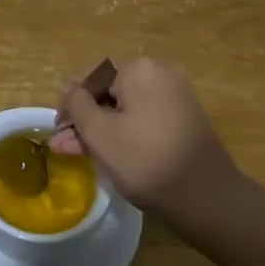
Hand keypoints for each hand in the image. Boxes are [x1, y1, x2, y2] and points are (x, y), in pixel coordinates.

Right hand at [47, 57, 240, 215]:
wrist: (207, 196)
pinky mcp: (183, 115)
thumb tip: (70, 91)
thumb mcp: (100, 133)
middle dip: (83, 116)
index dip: (68, 99)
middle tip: (65, 144)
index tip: (57, 128)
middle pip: (108, 89)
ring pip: (124, 105)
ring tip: (79, 150)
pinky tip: (106, 149)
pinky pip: (143, 115)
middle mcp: (160, 72)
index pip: (90, 74)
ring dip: (100, 125)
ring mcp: (175, 94)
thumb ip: (77, 105)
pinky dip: (123, 129)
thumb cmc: (146, 161)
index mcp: (139, 69)